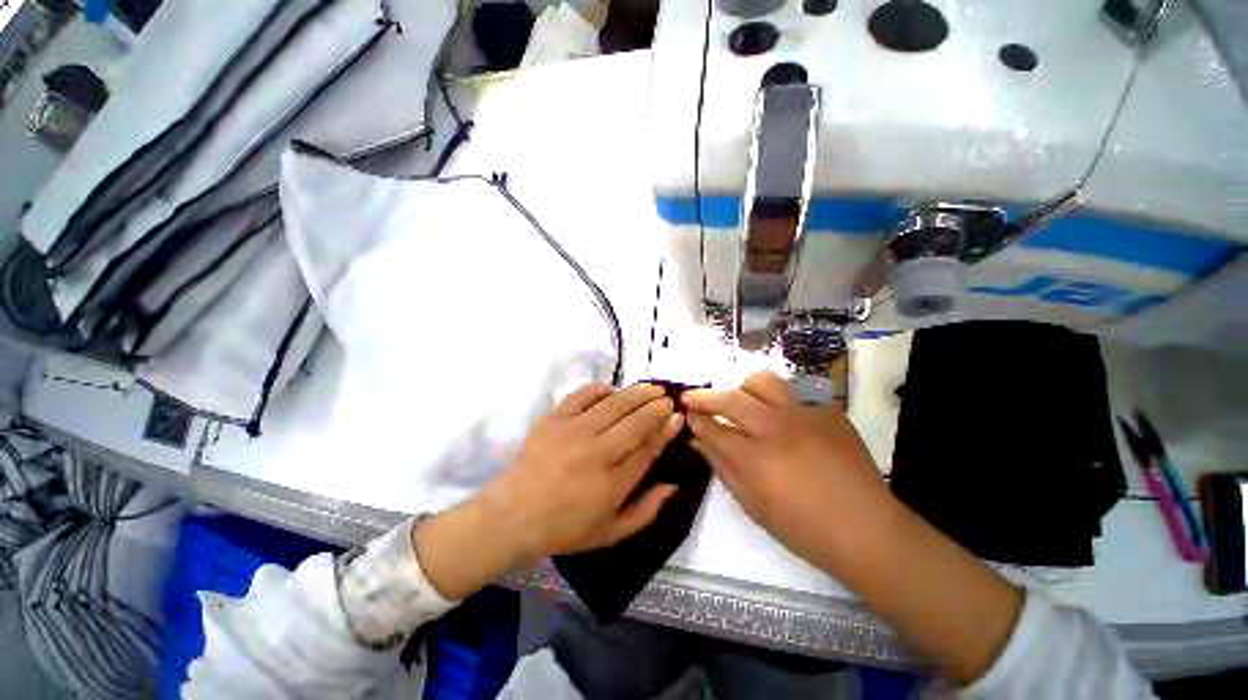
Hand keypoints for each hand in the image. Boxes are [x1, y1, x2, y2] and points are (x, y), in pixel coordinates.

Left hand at [415, 383, 682, 599]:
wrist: (513, 516)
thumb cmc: (565, 528)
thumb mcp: (611, 532)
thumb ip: (646, 511)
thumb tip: (674, 485)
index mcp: (613, 483)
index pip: (648, 448)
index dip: (666, 430)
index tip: (677, 417)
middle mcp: (597, 452)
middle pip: (635, 422)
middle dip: (656, 406)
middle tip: (668, 397)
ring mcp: (573, 432)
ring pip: (613, 405)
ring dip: (635, 393)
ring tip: (650, 387)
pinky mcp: (554, 419)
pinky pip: (580, 396)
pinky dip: (597, 389)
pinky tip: (610, 387)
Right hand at [683, 371, 893, 568]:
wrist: (868, 530)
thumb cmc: (804, 528)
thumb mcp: (753, 505)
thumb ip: (722, 467)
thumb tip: (698, 442)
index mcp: (756, 458)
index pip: (713, 427)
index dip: (695, 419)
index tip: (687, 414)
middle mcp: (777, 427)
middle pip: (731, 397)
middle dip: (705, 396)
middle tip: (693, 398)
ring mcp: (805, 415)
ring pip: (763, 381)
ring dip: (742, 388)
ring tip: (739, 402)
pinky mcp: (828, 412)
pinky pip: (794, 397)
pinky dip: (778, 404)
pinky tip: (782, 423)